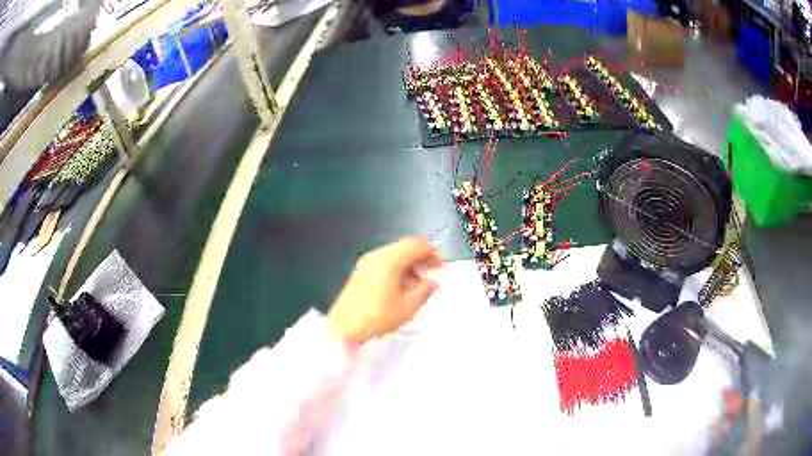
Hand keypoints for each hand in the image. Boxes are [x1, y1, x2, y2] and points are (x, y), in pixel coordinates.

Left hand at [327, 238, 442, 343]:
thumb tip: (433, 281)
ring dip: (409, 262)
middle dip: (421, 257)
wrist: (344, 327)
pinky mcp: (361, 269)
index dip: (432, 253)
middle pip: (405, 246)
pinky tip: (401, 284)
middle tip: (431, 272)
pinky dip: (397, 266)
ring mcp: (367, 261)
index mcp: (389, 261)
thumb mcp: (408, 307)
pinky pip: (385, 259)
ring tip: (417, 283)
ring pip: (395, 252)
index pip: (417, 245)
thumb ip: (425, 290)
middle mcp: (377, 255)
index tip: (441, 265)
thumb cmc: (376, 318)